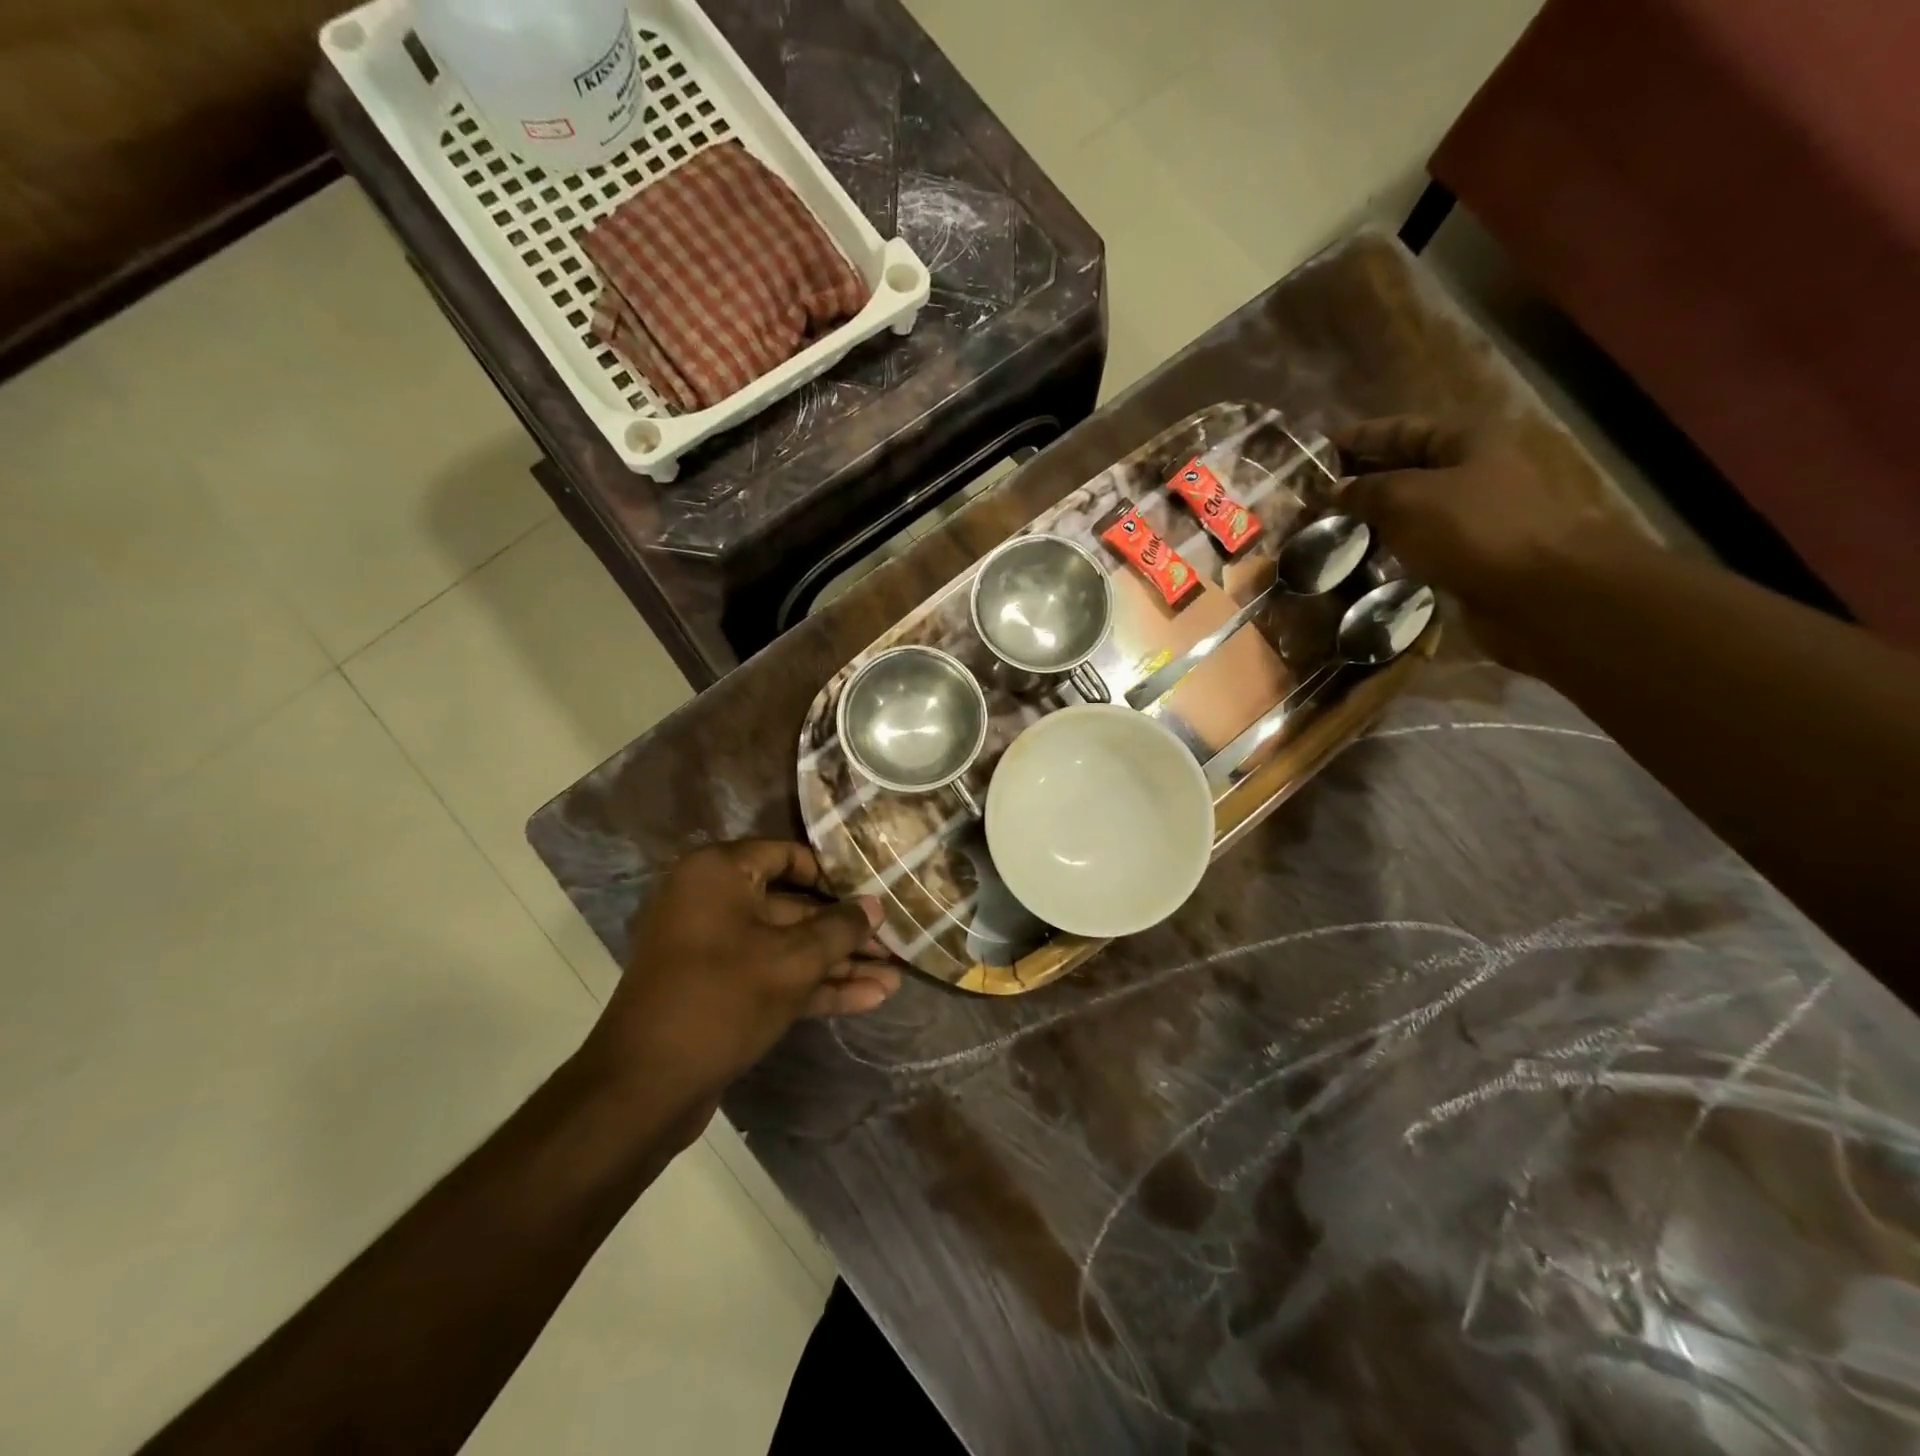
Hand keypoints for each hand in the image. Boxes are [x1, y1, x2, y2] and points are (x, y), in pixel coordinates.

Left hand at [585, 842, 898, 1109]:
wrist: (644, 1088)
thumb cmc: (722, 1000)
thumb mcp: (793, 961)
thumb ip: (840, 929)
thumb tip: (875, 906)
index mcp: (719, 873)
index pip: (787, 855)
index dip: (833, 874)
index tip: (871, 893)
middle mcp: (712, 901)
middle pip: (792, 905)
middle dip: (844, 931)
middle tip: (892, 944)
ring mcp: (714, 948)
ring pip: (787, 946)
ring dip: (837, 964)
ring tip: (893, 978)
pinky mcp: (719, 989)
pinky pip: (772, 974)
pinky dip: (814, 986)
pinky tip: (867, 1000)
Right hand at [1333, 416, 1653, 607]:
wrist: (1539, 591)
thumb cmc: (1473, 530)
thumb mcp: (1405, 499)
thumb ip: (1364, 490)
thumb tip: (1333, 490)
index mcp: (1466, 440)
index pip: (1400, 429)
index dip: (1357, 439)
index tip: (1314, 455)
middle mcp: (1474, 470)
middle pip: (1406, 468)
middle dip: (1360, 481)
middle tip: (1312, 498)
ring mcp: (1475, 515)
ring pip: (1412, 510)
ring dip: (1373, 519)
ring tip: (1328, 531)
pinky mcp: (1472, 555)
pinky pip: (1421, 544)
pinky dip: (1392, 549)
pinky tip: (1363, 560)